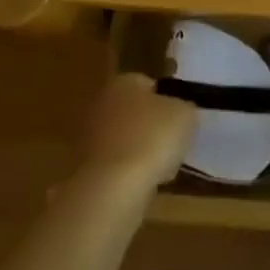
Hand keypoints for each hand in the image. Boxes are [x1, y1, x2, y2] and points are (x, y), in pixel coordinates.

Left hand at [78, 72, 194, 191]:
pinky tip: (143, 185)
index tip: (182, 120)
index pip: (149, 84)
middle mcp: (100, 103)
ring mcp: (88, 136)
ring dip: (140, 152)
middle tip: (173, 144)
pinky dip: (128, 173)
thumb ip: (184, 107)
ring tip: (162, 169)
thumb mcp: (186, 115)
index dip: (169, 100)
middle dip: (151, 127)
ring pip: (124, 140)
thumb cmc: (151, 139)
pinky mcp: (84, 167)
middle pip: (134, 112)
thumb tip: (179, 111)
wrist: (113, 187)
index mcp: (123, 82)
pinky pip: (116, 165)